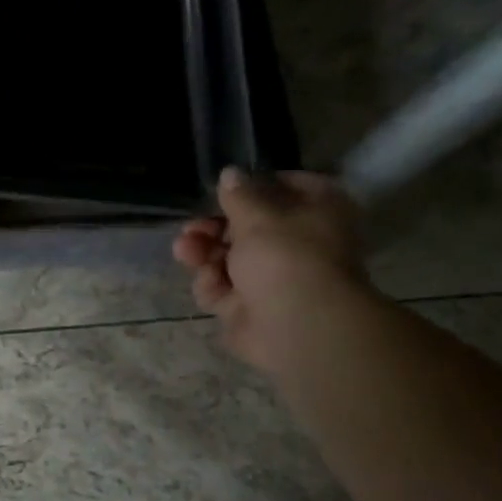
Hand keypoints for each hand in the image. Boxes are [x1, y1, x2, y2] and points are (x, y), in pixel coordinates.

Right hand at [172, 167, 367, 374]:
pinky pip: (225, 291)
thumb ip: (238, 195)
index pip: (285, 186)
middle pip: (249, 228)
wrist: (297, 326)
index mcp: (317, 211)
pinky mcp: (251, 309)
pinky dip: (213, 286)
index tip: (223, 190)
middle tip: (192, 228)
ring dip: (204, 253)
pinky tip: (208, 282)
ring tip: (184, 250)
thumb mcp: (257, 215)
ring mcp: (275, 279)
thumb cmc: (285, 257)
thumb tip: (230, 174)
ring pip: (230, 260)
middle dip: (215, 228)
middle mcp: (299, 243)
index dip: (251, 187)